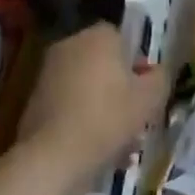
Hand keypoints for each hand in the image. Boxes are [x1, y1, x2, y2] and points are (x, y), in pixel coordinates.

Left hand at [17, 23, 170, 183]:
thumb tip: (155, 72)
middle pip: (104, 63)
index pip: (124, 38)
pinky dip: (83, 120)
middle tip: (136, 117)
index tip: (146, 90)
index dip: (138, 63)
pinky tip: (96, 150)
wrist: (52, 158)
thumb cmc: (108, 118)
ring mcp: (48, 73)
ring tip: (120, 144)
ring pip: (88, 87)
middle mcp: (70, 45)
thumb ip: (160, 77)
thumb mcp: (151, 98)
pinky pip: (70, 105)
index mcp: (98, 35)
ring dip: (103, 107)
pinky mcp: (34, 101)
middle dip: (120, 87)